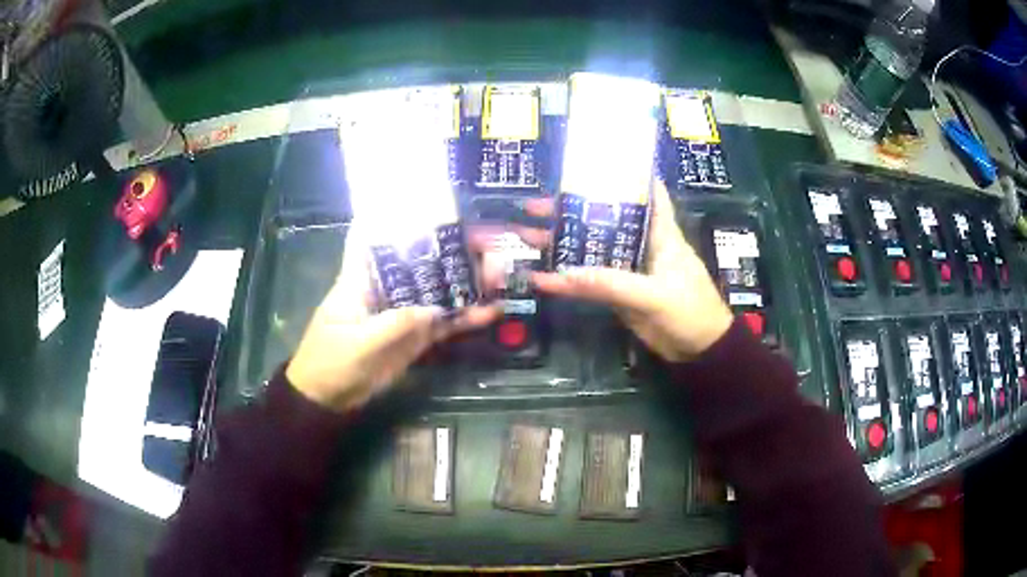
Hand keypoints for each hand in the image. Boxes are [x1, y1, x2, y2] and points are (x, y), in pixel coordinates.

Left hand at [286, 227, 499, 411]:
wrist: (327, 400)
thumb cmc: (330, 363)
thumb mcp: (359, 344)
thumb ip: (396, 325)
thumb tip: (437, 309)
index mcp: (361, 278)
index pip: (372, 236)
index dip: (393, 215)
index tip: (426, 201)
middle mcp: (385, 288)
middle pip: (420, 262)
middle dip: (452, 252)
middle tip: (490, 245)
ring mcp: (402, 313)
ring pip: (437, 291)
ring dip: (467, 284)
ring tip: (501, 276)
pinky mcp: (413, 337)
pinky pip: (442, 323)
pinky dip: (465, 319)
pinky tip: (491, 312)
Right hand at [528, 180, 732, 361]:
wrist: (699, 351)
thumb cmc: (689, 311)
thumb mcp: (653, 295)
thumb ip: (610, 284)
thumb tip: (561, 274)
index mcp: (660, 232)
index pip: (647, 191)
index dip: (625, 173)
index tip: (593, 162)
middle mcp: (642, 244)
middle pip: (604, 219)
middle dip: (571, 209)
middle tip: (534, 205)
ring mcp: (629, 269)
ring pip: (592, 249)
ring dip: (563, 242)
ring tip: (526, 235)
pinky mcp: (620, 292)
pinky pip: (590, 280)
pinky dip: (568, 277)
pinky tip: (542, 276)